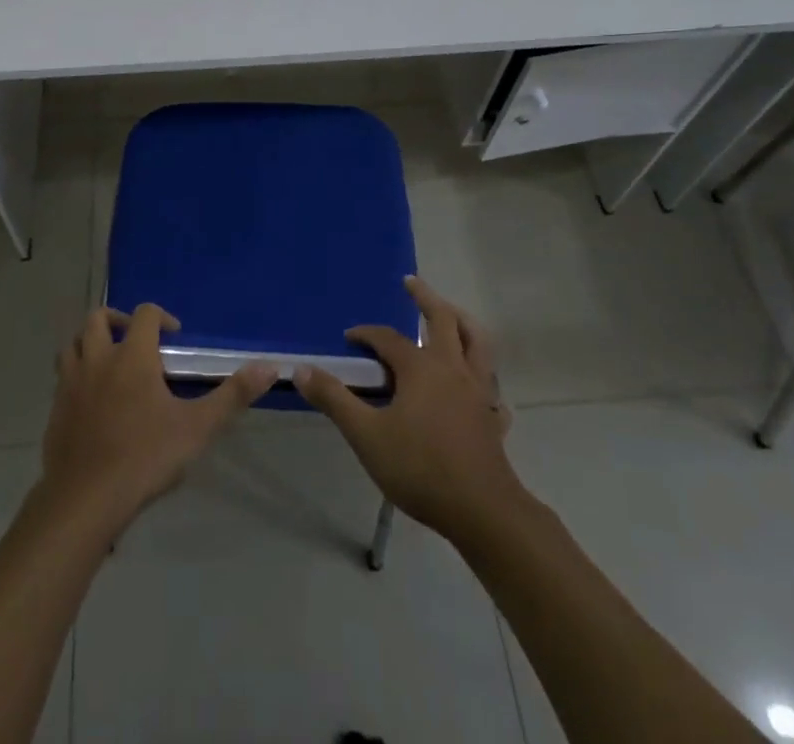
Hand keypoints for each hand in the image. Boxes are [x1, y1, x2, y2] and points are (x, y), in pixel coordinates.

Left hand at [40, 304, 274, 531]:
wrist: (84, 501)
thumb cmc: (144, 457)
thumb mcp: (198, 427)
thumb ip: (233, 395)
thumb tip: (270, 367)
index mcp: (131, 356)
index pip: (144, 314)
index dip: (161, 316)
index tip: (175, 335)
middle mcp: (97, 360)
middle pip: (97, 318)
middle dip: (117, 319)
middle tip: (135, 337)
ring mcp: (70, 384)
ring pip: (73, 345)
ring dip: (89, 343)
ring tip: (108, 361)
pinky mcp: (55, 411)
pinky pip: (62, 379)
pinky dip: (76, 376)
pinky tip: (91, 402)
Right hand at [294, 276, 522, 540]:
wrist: (482, 511)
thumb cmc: (420, 468)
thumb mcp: (366, 435)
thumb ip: (334, 400)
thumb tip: (301, 370)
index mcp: (421, 368)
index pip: (388, 338)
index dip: (366, 334)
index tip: (349, 338)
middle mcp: (453, 369)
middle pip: (443, 320)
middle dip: (425, 298)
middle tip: (411, 282)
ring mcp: (478, 392)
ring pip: (477, 343)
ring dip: (462, 322)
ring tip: (451, 314)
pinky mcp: (492, 418)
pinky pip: (492, 387)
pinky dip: (484, 377)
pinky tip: (478, 387)